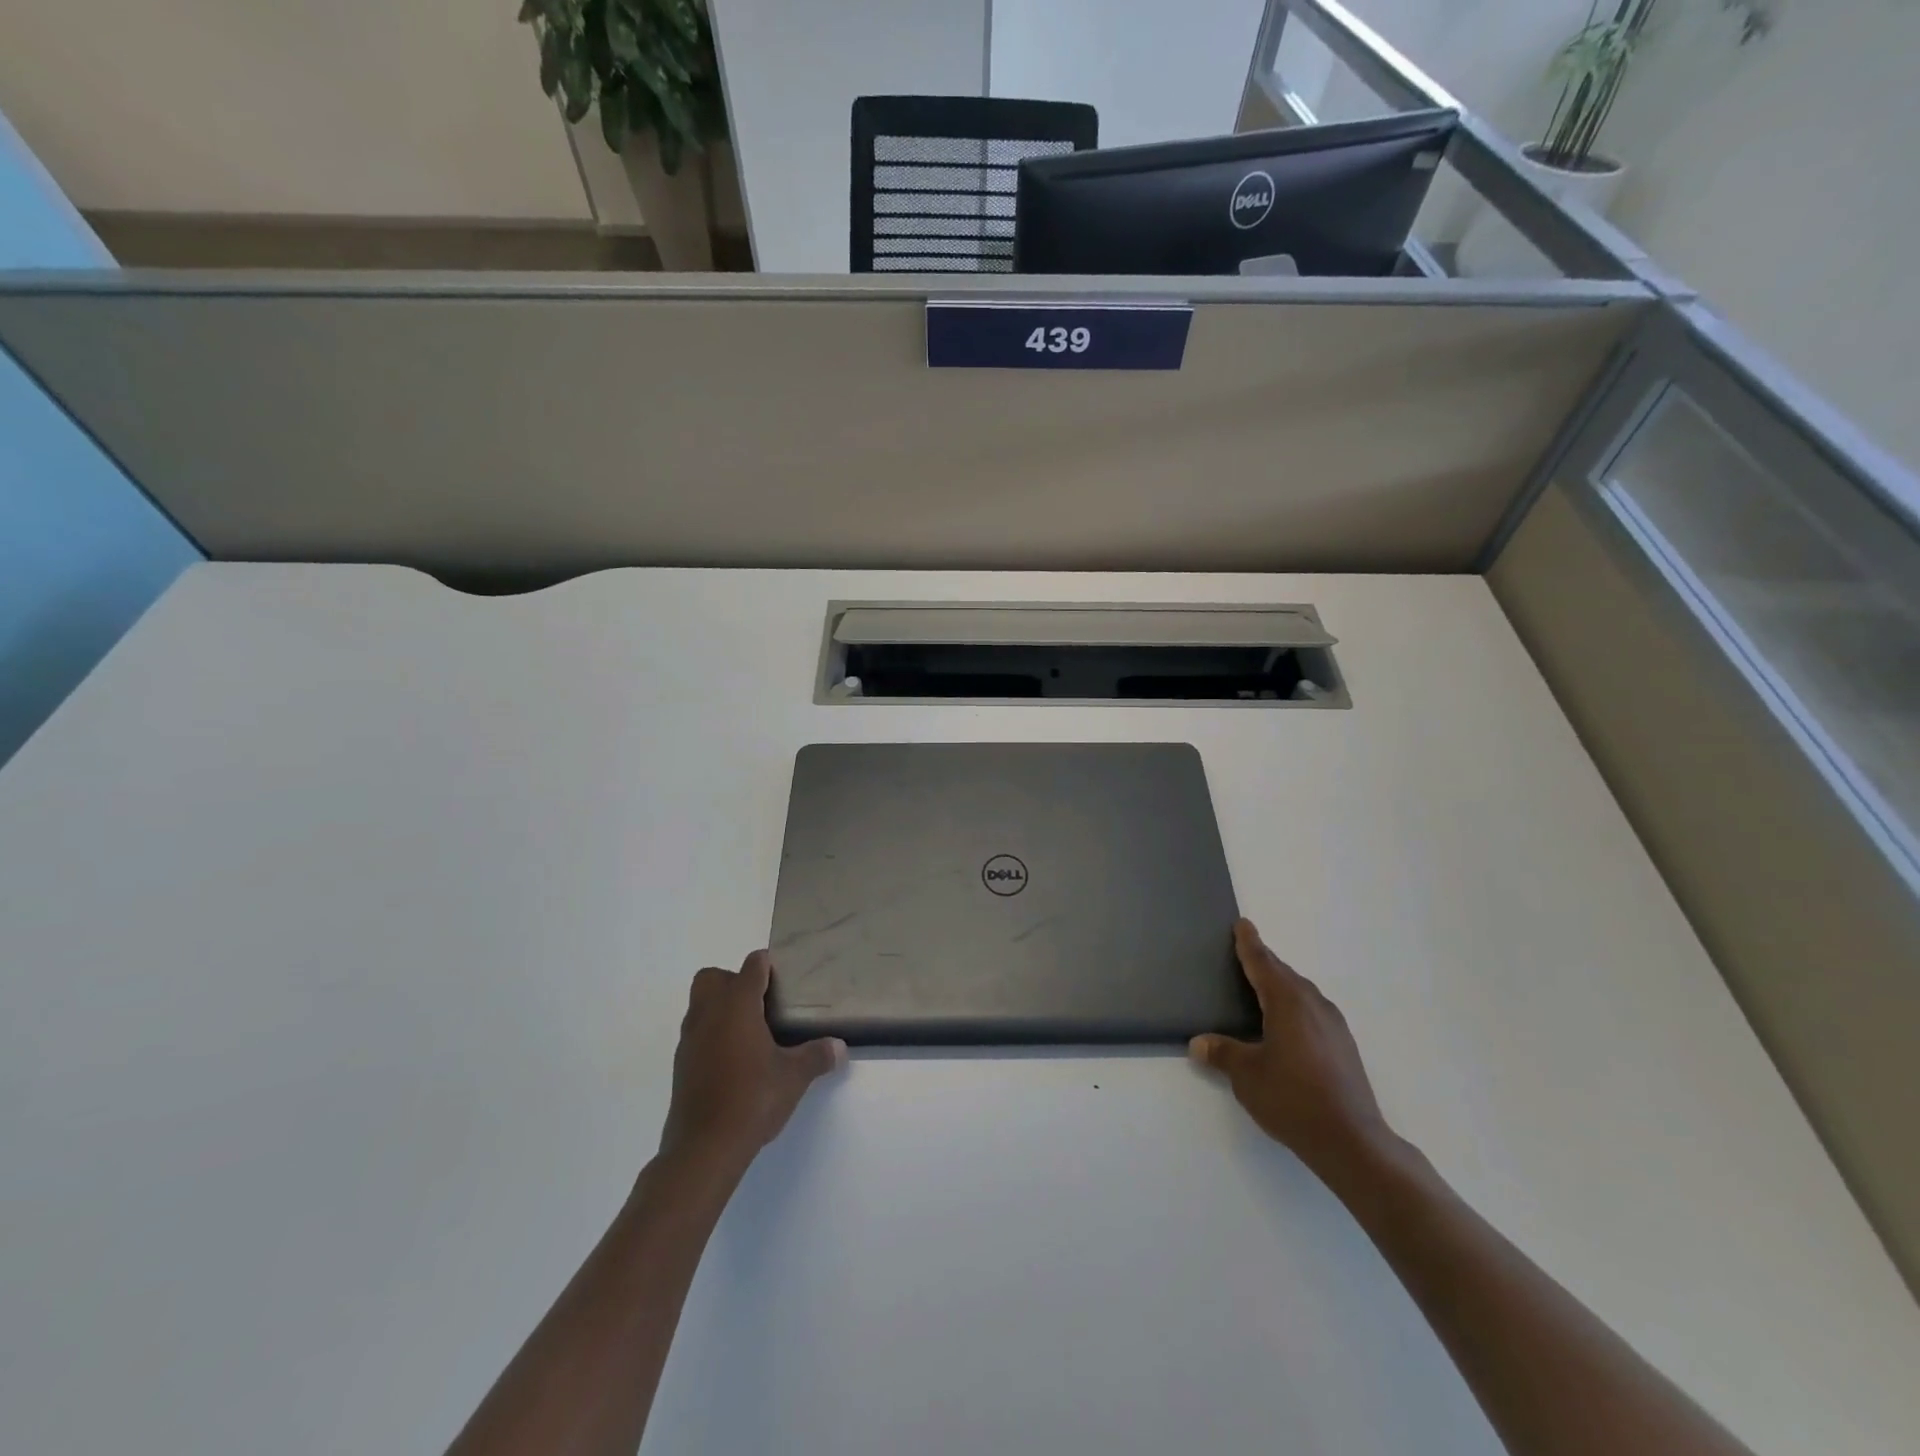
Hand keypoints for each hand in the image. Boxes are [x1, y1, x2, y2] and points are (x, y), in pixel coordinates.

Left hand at [657, 950, 846, 1180]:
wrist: (703, 1148)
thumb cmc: (752, 1099)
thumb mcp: (794, 1077)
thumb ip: (817, 1056)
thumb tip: (840, 1047)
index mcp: (737, 1005)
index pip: (752, 966)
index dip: (767, 966)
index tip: (784, 978)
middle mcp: (708, 1013)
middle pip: (713, 977)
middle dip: (734, 981)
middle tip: (761, 1003)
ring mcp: (690, 1039)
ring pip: (700, 1004)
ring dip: (720, 1007)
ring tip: (750, 1032)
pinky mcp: (680, 1064)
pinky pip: (696, 1033)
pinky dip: (711, 1035)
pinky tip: (733, 1060)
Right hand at [1190, 919, 1393, 1179]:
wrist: (1352, 1141)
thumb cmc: (1293, 1098)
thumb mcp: (1247, 1075)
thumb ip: (1223, 1053)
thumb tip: (1198, 1043)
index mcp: (1288, 1002)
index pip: (1263, 963)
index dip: (1249, 944)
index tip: (1243, 924)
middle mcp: (1313, 1005)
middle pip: (1284, 974)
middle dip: (1264, 963)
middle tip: (1244, 954)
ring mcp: (1333, 1025)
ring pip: (1301, 993)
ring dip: (1281, 985)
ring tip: (1262, 989)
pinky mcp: (1344, 1046)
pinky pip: (1312, 1011)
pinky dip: (1295, 1006)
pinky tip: (1286, 1025)